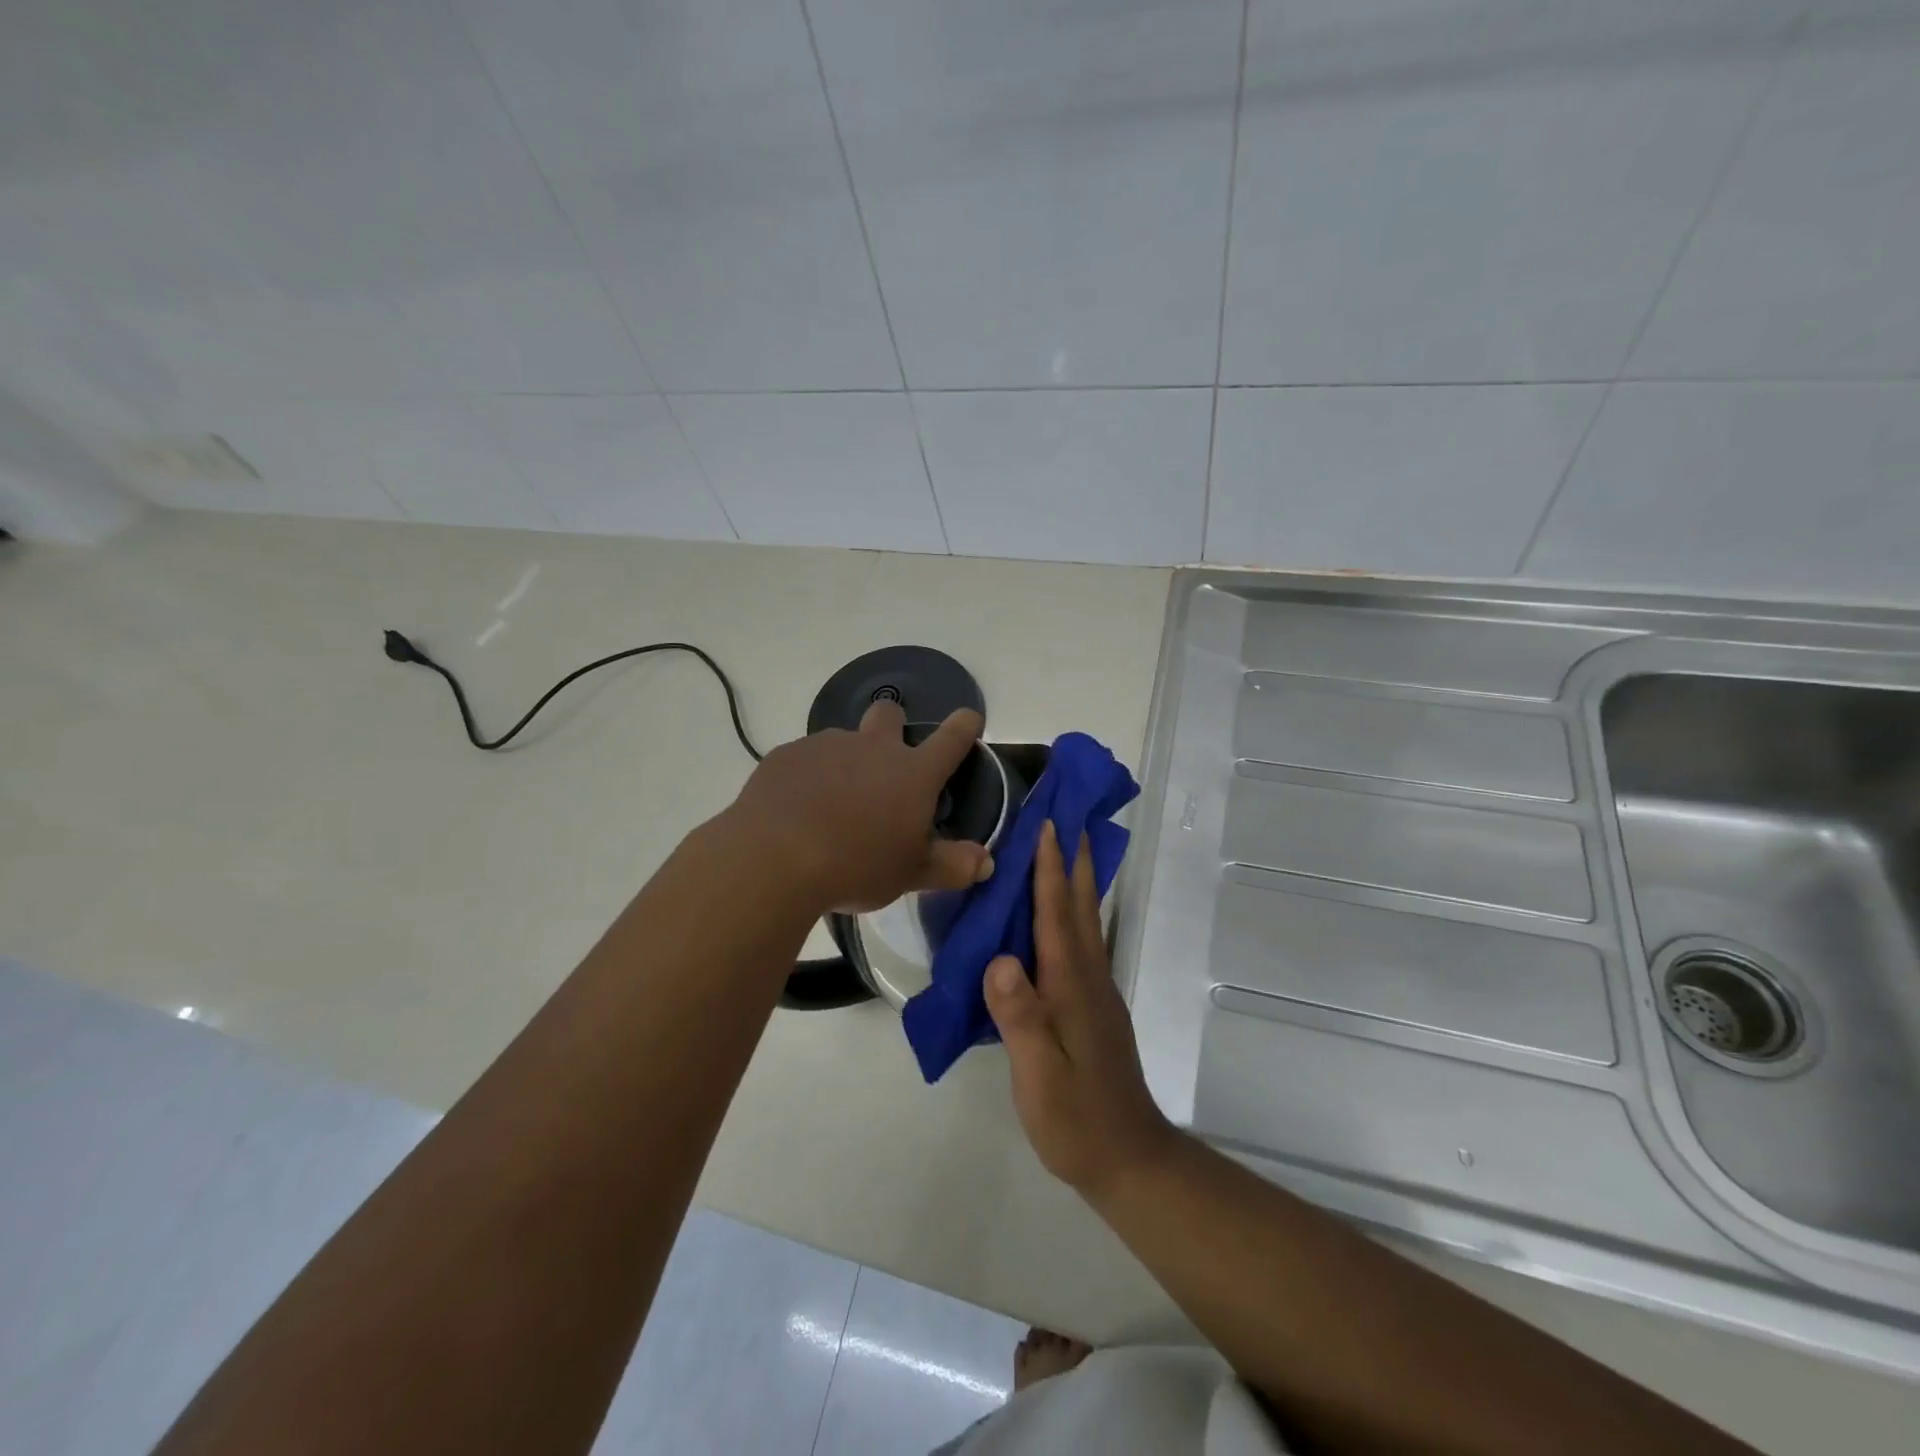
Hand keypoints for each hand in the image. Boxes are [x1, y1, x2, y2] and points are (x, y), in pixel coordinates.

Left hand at [727, 700, 992, 913]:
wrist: (774, 860)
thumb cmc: (857, 866)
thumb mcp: (911, 874)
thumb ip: (952, 866)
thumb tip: (986, 862)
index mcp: (912, 773)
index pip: (952, 738)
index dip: (965, 725)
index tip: (969, 719)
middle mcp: (873, 747)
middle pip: (889, 713)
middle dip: (892, 725)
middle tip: (884, 765)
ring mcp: (825, 746)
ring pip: (842, 740)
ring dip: (845, 762)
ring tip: (831, 806)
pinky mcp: (785, 756)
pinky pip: (804, 759)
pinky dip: (807, 778)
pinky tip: (795, 811)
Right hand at [983, 821, 1176, 1199]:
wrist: (1130, 1159)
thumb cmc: (1077, 1119)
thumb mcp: (1040, 1076)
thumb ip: (1020, 1018)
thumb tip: (1001, 960)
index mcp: (1070, 986)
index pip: (1057, 915)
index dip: (1050, 869)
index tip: (1048, 824)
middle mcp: (1088, 977)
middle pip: (1080, 906)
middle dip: (1074, 858)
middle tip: (1068, 816)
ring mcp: (1096, 991)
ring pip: (1085, 920)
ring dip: (1078, 879)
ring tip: (1067, 848)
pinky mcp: (1095, 1005)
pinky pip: (1082, 941)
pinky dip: (1074, 911)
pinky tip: (1064, 912)